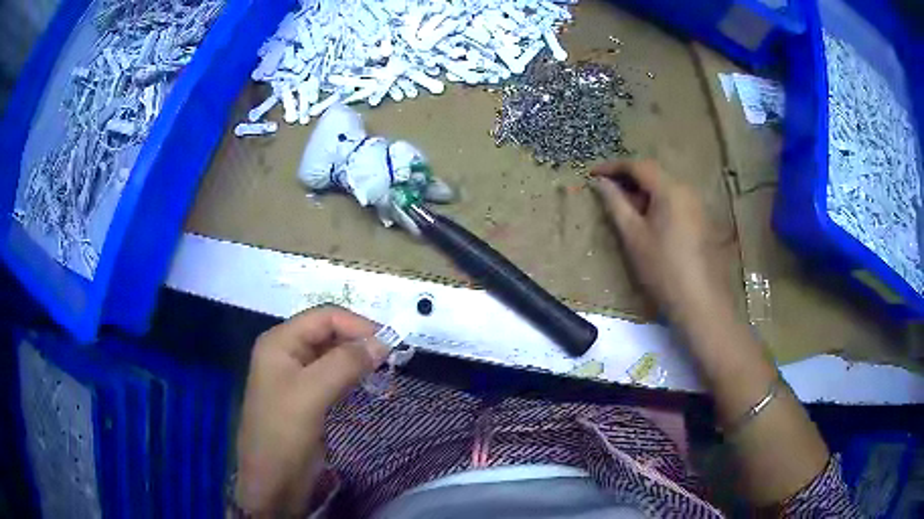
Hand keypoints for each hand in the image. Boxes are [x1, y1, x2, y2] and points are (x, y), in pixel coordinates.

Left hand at [234, 306, 388, 516]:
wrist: (272, 482)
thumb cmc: (283, 433)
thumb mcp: (311, 394)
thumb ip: (345, 363)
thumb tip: (384, 341)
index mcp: (280, 342)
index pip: (324, 317)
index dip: (358, 325)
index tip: (390, 343)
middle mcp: (288, 352)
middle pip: (330, 334)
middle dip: (360, 342)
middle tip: (393, 359)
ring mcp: (298, 376)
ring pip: (335, 356)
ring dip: (360, 360)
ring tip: (386, 372)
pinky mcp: (309, 398)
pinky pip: (335, 377)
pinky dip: (355, 378)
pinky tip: (371, 386)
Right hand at [591, 160, 732, 323]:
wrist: (699, 302)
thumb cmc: (663, 269)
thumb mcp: (633, 236)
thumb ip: (616, 204)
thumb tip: (601, 183)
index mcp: (670, 190)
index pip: (638, 166)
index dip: (613, 166)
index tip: (592, 174)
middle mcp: (687, 190)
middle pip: (654, 174)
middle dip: (628, 179)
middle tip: (606, 192)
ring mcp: (697, 206)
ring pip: (665, 188)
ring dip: (642, 193)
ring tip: (624, 209)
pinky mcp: (701, 221)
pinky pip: (675, 202)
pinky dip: (657, 204)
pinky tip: (648, 223)